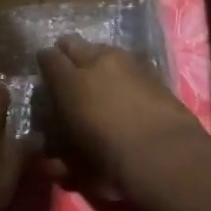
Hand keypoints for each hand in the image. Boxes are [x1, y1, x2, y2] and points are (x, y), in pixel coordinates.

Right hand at [37, 35, 208, 193]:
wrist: (166, 156)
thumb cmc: (111, 163)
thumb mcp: (76, 168)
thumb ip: (57, 159)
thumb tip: (46, 159)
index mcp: (69, 82)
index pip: (47, 58)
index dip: (44, 64)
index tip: (44, 75)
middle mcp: (94, 62)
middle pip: (73, 43)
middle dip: (67, 53)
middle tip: (68, 72)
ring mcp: (126, 61)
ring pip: (102, 48)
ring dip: (95, 59)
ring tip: (98, 78)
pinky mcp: (151, 69)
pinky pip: (127, 61)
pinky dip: (121, 70)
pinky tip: (125, 86)